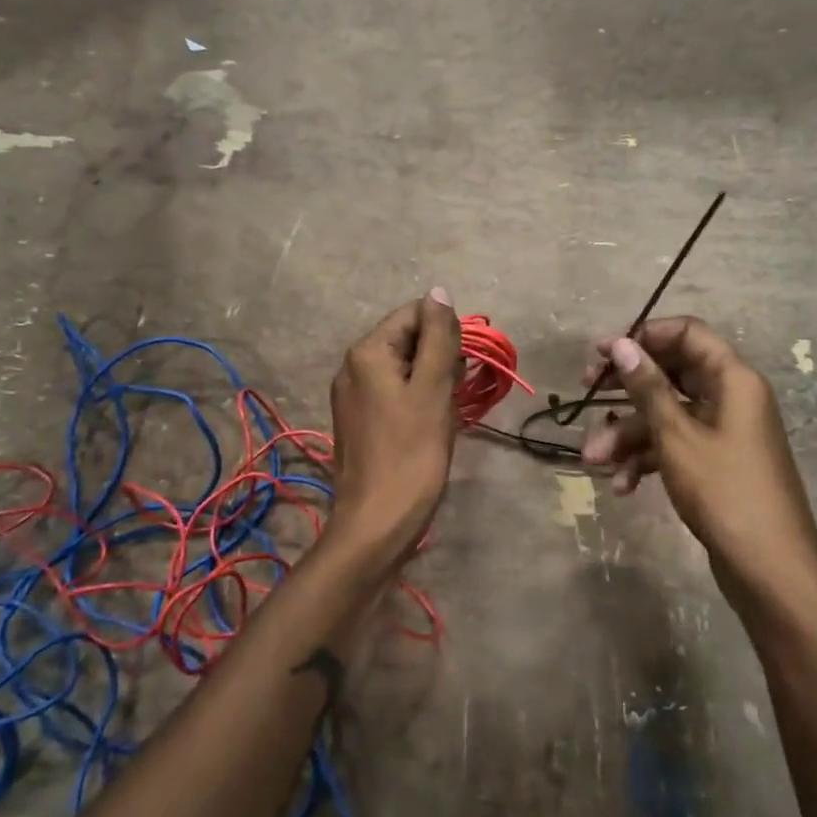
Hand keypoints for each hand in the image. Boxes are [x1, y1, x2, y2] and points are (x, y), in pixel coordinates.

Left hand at [327, 289, 461, 567]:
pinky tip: (431, 425)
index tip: (463, 365)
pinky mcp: (360, 421)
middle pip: (407, 339)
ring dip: (432, 380)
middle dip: (439, 357)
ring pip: (403, 368)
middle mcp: (352, 366)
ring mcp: (353, 396)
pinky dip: (418, 400)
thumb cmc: (411, 454)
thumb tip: (439, 292)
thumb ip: (438, 337)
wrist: (377, 524)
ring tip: (446, 411)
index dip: (445, 332)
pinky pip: (394, 393)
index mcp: (366, 352)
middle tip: (456, 392)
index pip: (414, 314)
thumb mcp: (432, 389)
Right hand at [581, 318, 816, 609]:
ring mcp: (724, 432)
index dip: (645, 336)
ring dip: (628, 434)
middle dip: (626, 390)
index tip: (605, 352)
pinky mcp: (716, 463)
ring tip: (595, 461)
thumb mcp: (677, 436)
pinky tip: (622, 486)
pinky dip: (648, 459)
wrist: (770, 571)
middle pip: (671, 374)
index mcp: (732, 379)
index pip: (687, 333)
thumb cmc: (724, 492)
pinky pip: (675, 445)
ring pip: (667, 415)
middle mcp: (731, 397)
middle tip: (585, 390)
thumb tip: (622, 343)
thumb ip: (647, 387)